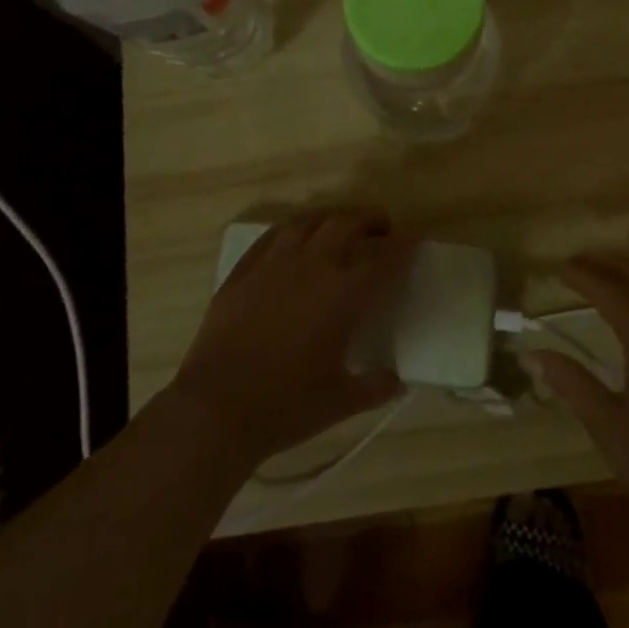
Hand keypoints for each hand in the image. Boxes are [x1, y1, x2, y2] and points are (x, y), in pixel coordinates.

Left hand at [168, 209, 413, 466]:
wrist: (215, 410)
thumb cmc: (285, 406)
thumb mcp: (340, 402)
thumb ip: (374, 387)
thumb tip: (396, 382)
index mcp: (344, 296)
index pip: (384, 259)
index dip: (403, 246)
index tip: (413, 240)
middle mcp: (313, 268)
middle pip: (347, 224)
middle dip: (370, 220)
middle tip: (381, 228)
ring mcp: (274, 264)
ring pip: (309, 221)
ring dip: (332, 217)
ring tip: (341, 226)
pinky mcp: (243, 271)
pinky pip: (273, 235)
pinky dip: (293, 228)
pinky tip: (296, 236)